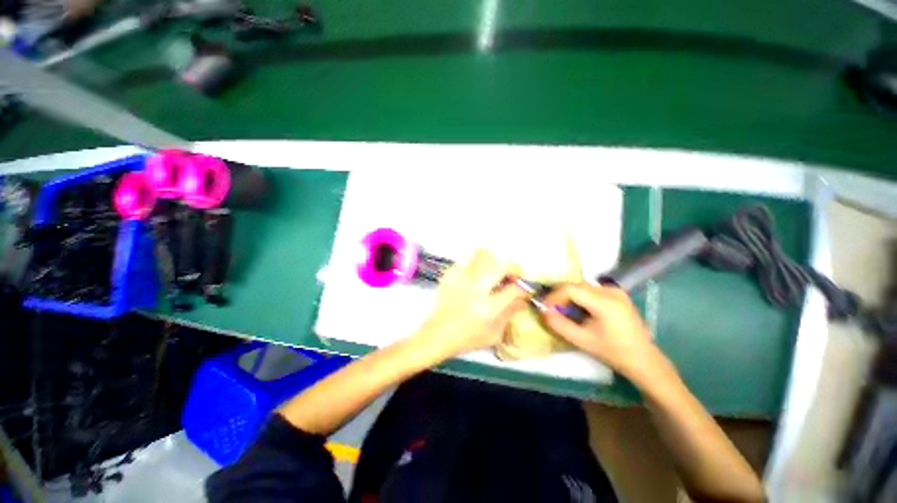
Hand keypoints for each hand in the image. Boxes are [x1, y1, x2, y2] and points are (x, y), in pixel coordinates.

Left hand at [412, 249, 527, 361]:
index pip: (514, 289)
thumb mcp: (493, 334)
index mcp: (488, 308)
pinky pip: (468, 260)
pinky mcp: (450, 274)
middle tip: (510, 276)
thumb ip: (510, 313)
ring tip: (492, 273)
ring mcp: (461, 279)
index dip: (524, 288)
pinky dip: (476, 266)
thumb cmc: (467, 339)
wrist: (437, 335)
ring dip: (493, 263)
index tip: (524, 289)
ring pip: (484, 255)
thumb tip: (522, 298)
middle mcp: (475, 289)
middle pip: (502, 265)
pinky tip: (474, 278)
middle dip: (513, 269)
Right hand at [542, 283, 662, 378]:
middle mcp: (610, 290)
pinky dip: (580, 297)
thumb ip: (559, 325)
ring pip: (582, 286)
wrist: (643, 360)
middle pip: (576, 285)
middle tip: (552, 310)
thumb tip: (543, 311)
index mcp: (605, 302)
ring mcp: (616, 291)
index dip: (554, 296)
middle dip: (560, 296)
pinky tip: (579, 310)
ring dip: (569, 296)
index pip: (570, 288)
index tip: (545, 308)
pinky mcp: (617, 294)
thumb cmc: (613, 352)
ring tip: (564, 311)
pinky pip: (591, 290)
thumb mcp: (582, 341)